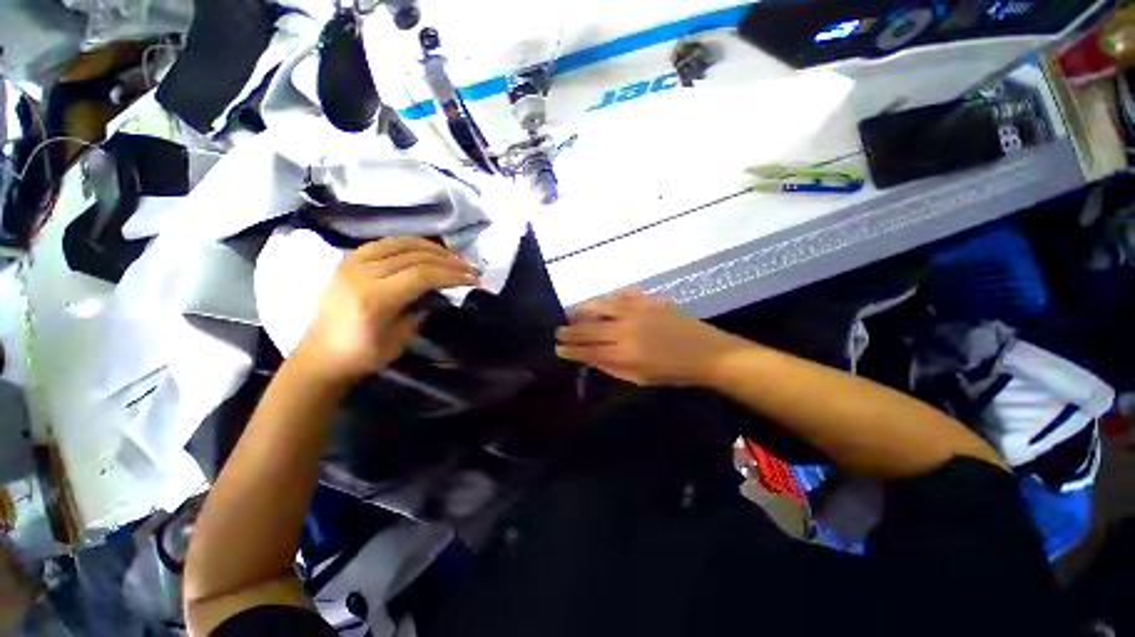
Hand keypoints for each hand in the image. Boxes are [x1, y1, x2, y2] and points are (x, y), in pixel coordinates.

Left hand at [292, 238, 478, 382]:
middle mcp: (361, 274)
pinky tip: (426, 250)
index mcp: (374, 299)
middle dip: (449, 261)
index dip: (452, 275)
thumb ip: (420, 311)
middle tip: (470, 269)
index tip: (474, 280)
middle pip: (415, 257)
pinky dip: (410, 244)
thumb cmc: (362, 356)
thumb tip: (441, 293)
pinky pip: (385, 243)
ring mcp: (352, 263)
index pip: (422, 275)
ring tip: (453, 258)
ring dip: (433, 248)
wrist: (320, 356)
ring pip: (401, 243)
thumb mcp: (399, 340)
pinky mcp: (348, 260)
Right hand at [555, 291, 748, 385]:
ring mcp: (635, 312)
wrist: (706, 353)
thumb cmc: (673, 372)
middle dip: (570, 331)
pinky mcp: (647, 301)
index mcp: (623, 354)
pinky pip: (621, 295)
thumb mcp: (641, 378)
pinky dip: (608, 299)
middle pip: (589, 328)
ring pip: (601, 306)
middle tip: (558, 331)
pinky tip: (602, 302)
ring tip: (572, 313)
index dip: (571, 350)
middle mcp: (624, 330)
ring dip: (583, 309)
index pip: (588, 351)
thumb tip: (592, 359)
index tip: (558, 348)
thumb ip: (614, 368)